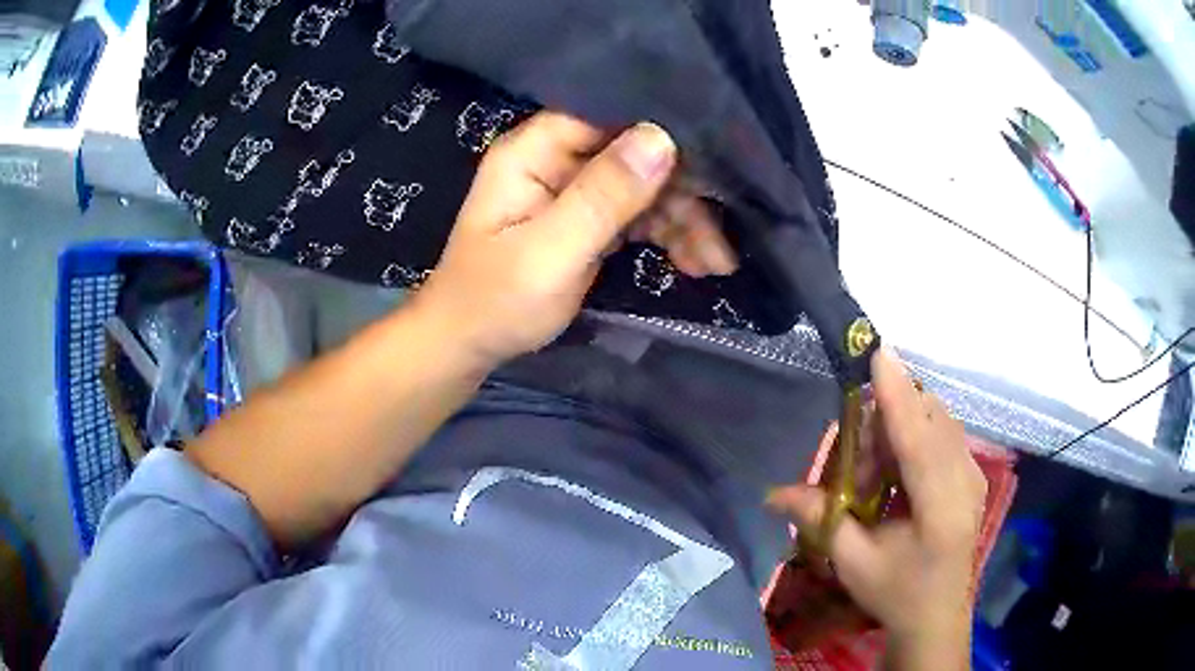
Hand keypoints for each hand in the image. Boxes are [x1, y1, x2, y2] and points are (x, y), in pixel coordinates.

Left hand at [413, 111, 734, 368]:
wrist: (468, 344)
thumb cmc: (494, 300)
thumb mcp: (549, 252)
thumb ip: (602, 197)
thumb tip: (662, 138)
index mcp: (535, 151)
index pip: (609, 118)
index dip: (661, 134)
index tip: (711, 166)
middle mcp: (558, 159)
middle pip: (636, 154)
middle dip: (682, 194)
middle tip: (719, 240)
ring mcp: (575, 189)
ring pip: (646, 187)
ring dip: (684, 221)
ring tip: (715, 262)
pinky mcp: (590, 218)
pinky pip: (640, 215)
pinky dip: (669, 236)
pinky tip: (696, 261)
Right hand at [766, 349, 987, 669]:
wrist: (937, 616)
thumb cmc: (897, 594)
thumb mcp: (854, 564)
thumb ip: (822, 520)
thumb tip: (773, 492)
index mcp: (940, 509)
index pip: (919, 440)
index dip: (898, 396)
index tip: (878, 354)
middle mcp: (966, 481)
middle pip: (930, 418)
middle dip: (889, 419)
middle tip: (855, 466)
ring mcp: (974, 474)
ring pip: (938, 419)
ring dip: (901, 425)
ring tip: (873, 472)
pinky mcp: (974, 472)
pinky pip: (944, 431)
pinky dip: (916, 433)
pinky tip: (897, 468)